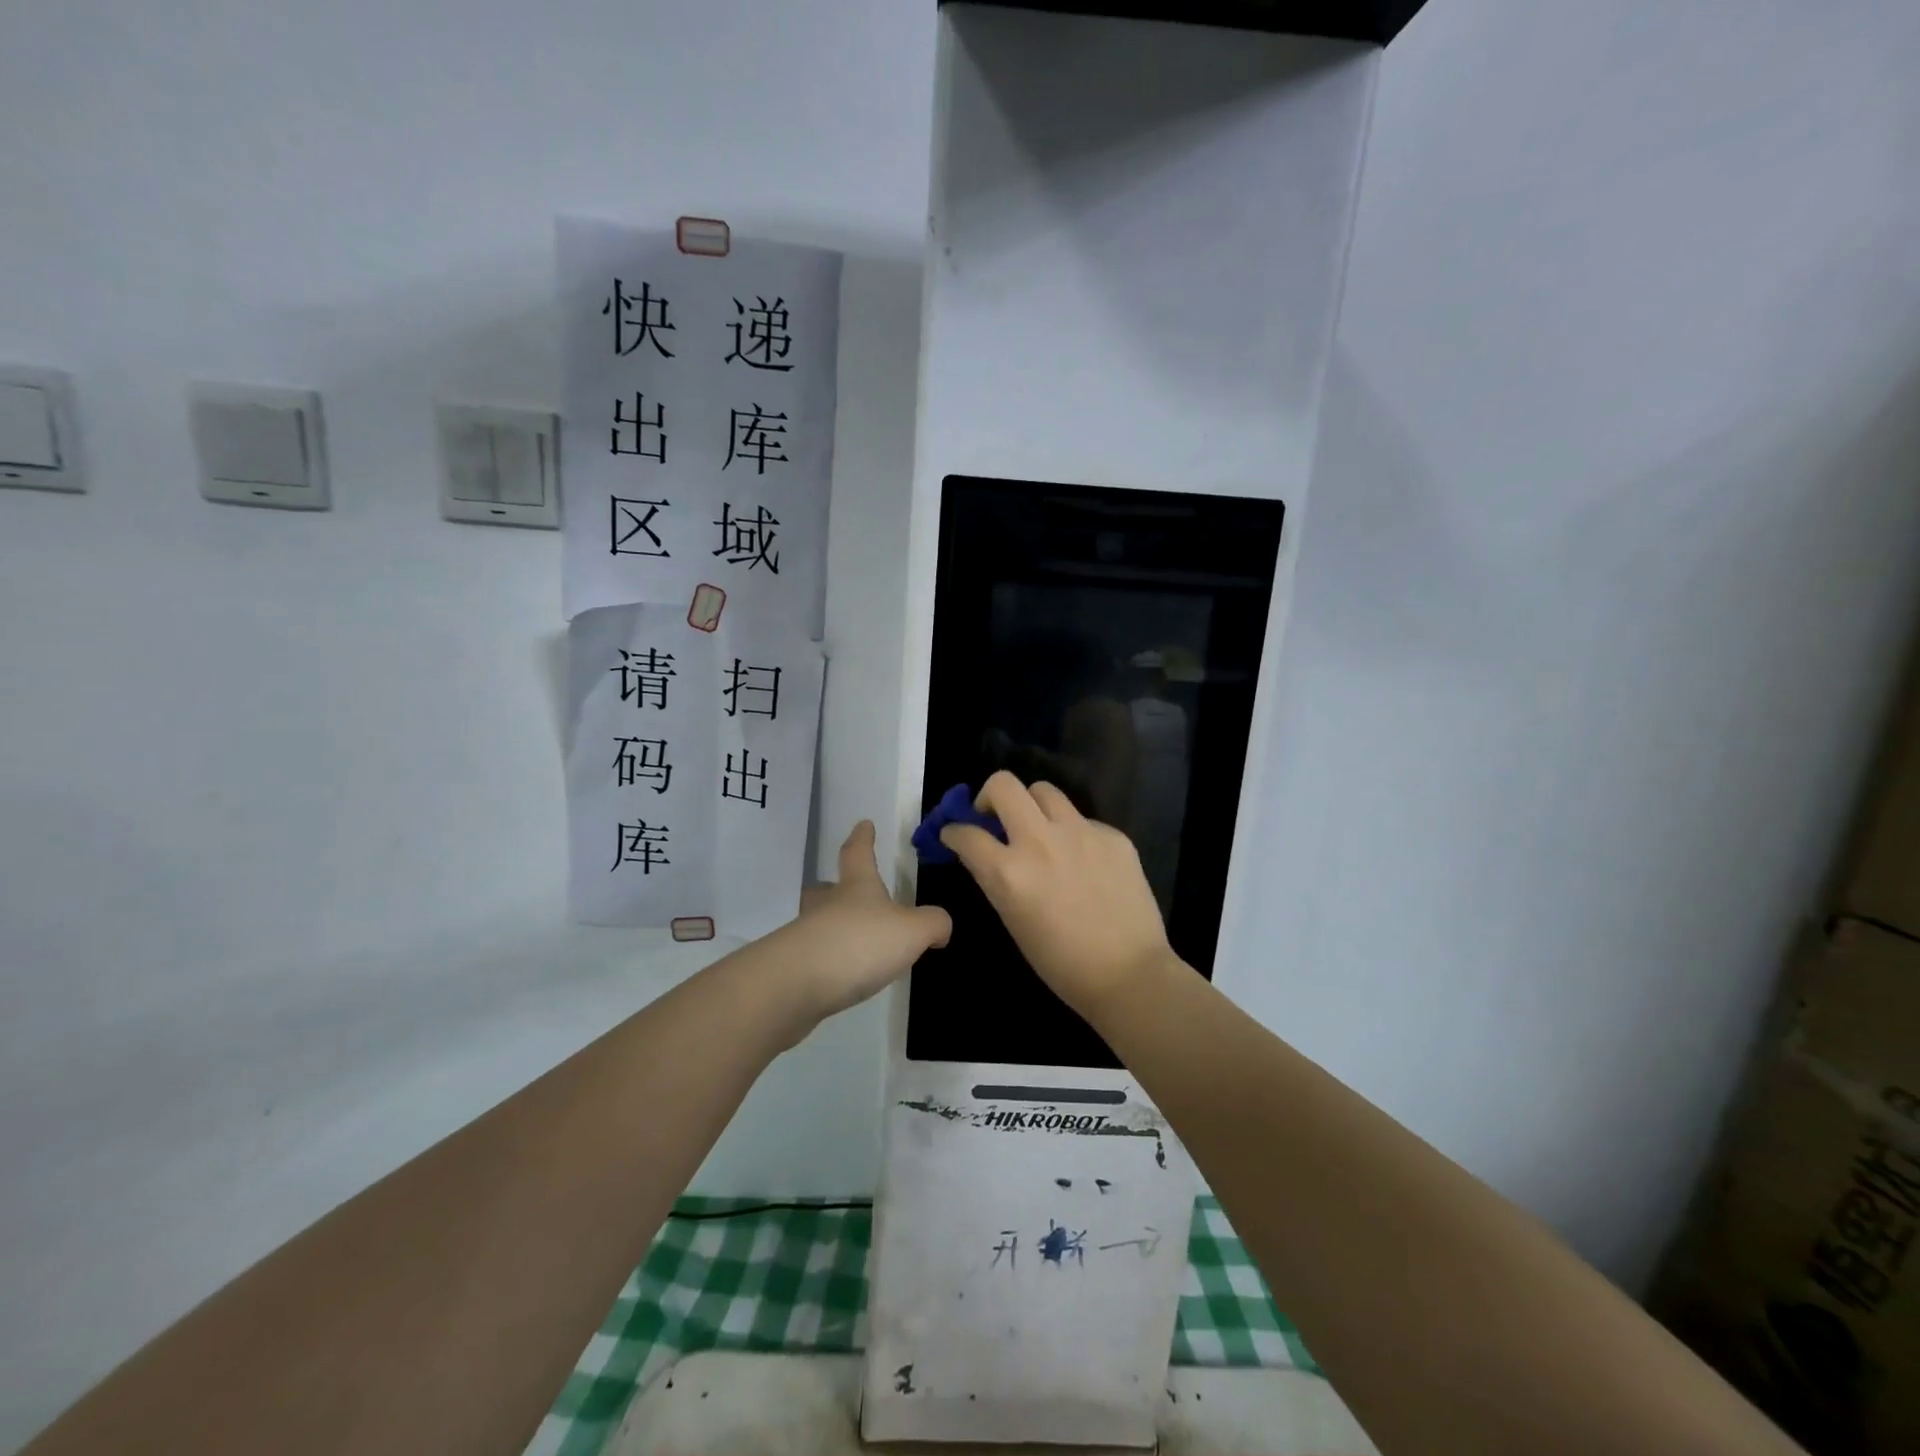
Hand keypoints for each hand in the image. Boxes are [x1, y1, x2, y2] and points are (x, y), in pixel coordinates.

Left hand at [775, 820, 951, 1026]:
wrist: (796, 984)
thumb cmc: (859, 944)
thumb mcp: (912, 931)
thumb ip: (933, 923)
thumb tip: (940, 927)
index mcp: (857, 887)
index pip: (858, 852)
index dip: (863, 838)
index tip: (864, 824)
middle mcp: (827, 905)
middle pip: (827, 888)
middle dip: (837, 887)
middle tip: (846, 890)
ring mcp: (806, 936)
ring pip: (819, 922)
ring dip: (834, 927)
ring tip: (854, 942)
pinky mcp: (794, 968)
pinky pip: (814, 957)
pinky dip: (828, 961)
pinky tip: (842, 976)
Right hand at [940, 771, 1176, 1019]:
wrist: (1129, 974)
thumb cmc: (1061, 962)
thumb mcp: (1012, 920)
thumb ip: (996, 879)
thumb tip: (985, 853)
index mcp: (1009, 872)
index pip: (966, 833)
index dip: (953, 831)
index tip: (955, 834)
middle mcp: (1040, 841)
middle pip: (1003, 785)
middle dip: (989, 796)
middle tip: (994, 816)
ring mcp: (1080, 832)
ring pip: (1044, 790)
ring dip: (1031, 805)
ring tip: (1039, 829)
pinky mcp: (1112, 835)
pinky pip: (1082, 819)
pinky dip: (1072, 832)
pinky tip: (1082, 860)